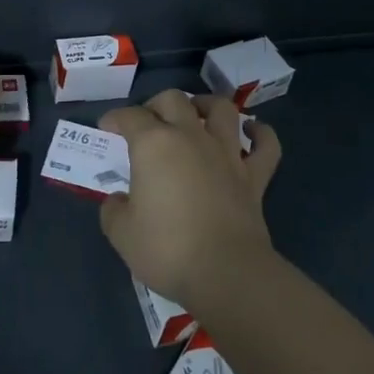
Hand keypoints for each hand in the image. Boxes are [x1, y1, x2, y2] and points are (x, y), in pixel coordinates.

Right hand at [97, 89, 281, 305]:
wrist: (226, 272)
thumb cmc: (167, 250)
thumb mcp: (122, 234)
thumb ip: (114, 211)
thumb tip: (118, 201)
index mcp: (154, 145)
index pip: (130, 117)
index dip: (115, 117)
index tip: (107, 126)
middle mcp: (191, 137)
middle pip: (174, 100)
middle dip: (156, 104)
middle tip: (148, 121)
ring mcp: (227, 154)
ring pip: (222, 109)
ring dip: (207, 105)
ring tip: (197, 112)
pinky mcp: (254, 177)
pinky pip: (266, 145)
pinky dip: (261, 133)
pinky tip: (252, 131)